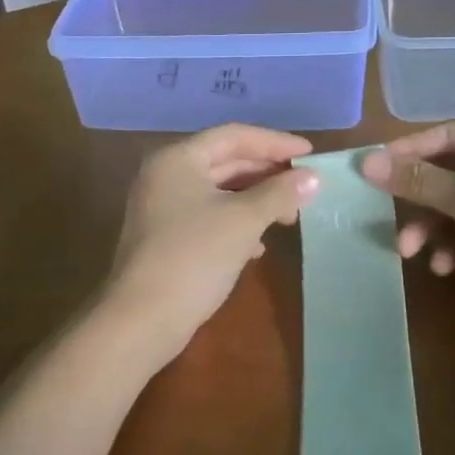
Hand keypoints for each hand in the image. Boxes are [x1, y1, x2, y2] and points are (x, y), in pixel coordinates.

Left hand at [104, 124, 321, 364]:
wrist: (142, 318)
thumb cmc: (194, 256)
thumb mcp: (243, 221)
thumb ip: (279, 194)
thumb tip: (313, 178)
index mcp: (178, 158)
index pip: (233, 136)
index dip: (275, 142)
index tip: (310, 154)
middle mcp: (165, 175)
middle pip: (225, 161)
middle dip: (266, 173)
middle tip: (304, 186)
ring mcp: (161, 207)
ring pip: (218, 192)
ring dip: (254, 201)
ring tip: (288, 218)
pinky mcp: (165, 237)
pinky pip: (208, 217)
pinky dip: (236, 224)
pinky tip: (258, 247)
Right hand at [360, 122, 454, 337]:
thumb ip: (421, 181)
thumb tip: (368, 161)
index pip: (450, 135)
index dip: (409, 150)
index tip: (373, 168)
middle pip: (450, 173)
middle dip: (419, 199)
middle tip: (388, 217)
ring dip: (431, 227)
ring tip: (411, 252)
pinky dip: (453, 246)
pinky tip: (442, 267)